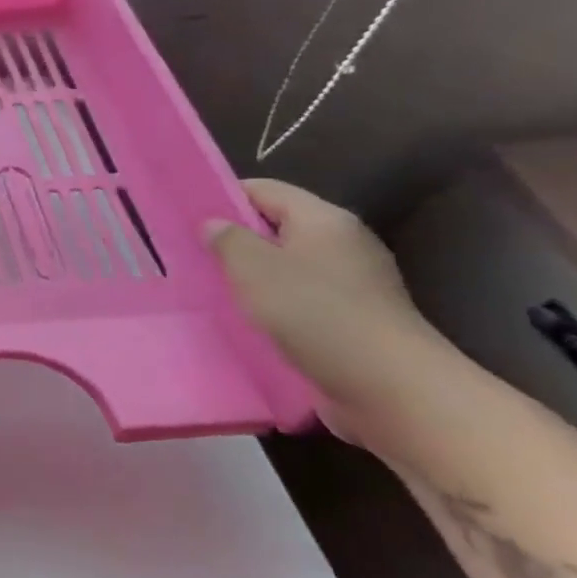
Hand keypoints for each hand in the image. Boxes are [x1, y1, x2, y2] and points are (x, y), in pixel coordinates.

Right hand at [205, 179, 440, 446]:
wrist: (391, 388)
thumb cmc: (315, 313)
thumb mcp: (254, 268)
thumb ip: (227, 239)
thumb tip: (214, 224)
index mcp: (323, 219)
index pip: (264, 190)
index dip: (223, 197)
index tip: (185, 216)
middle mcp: (343, 243)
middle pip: (277, 227)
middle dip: (235, 239)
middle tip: (190, 254)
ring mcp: (353, 283)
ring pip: (287, 266)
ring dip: (252, 276)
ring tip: (210, 288)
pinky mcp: (353, 318)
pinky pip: (301, 298)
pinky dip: (272, 304)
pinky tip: (247, 320)